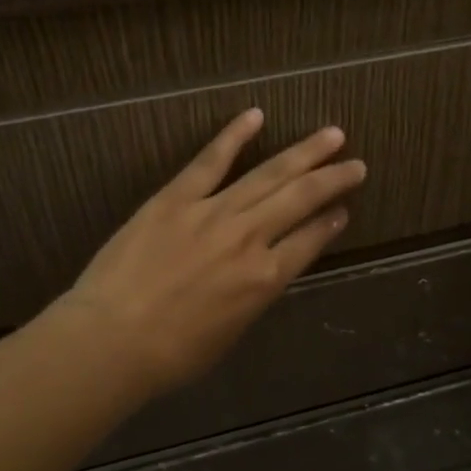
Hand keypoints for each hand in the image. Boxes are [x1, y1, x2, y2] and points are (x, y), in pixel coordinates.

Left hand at [55, 109, 365, 398]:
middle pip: (301, 200)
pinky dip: (233, 136)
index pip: (310, 241)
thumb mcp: (229, 334)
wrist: (112, 340)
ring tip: (332, 134)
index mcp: (265, 280)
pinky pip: (210, 161)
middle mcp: (250, 239)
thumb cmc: (171, 355)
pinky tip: (256, 115)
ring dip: (303, 153)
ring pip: (269, 174)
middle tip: (357, 164)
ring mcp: (213, 213)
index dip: (330, 224)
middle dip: (333, 180)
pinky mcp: (176, 199)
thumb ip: (252, 298)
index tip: (344, 209)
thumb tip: (262, 274)